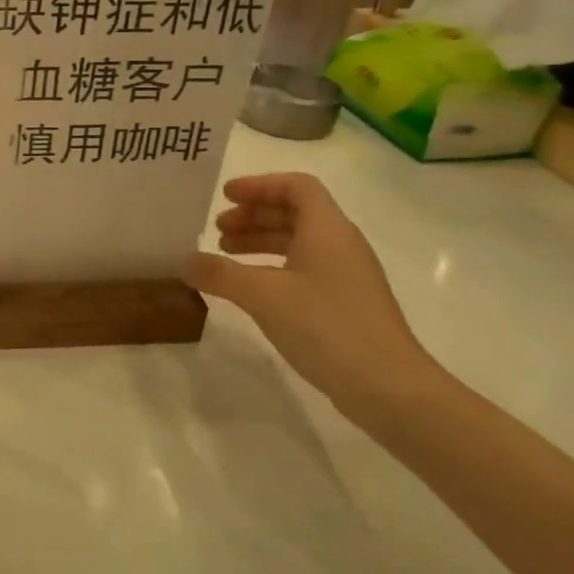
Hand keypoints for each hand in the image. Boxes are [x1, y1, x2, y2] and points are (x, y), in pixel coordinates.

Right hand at [182, 173, 446, 421]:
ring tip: (225, 256)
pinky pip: (304, 269)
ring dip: (261, 242)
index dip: (259, 185)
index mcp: (328, 229)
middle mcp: (341, 245)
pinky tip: (252, 290)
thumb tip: (184, 261)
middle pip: (295, 213)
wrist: (389, 388)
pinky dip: (273, 268)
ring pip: (299, 242)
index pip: (296, 186)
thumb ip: (219, 274)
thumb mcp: (262, 295)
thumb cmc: (327, 326)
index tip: (225, 196)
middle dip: (253, 216)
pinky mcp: (346, 304)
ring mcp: (347, 276)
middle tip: (217, 229)